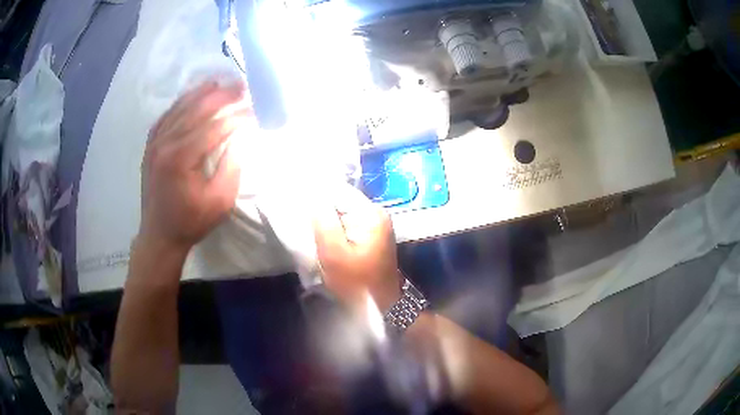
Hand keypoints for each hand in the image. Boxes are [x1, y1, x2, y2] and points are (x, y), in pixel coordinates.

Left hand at [139, 81, 249, 253]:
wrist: (159, 236)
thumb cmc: (191, 222)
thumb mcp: (220, 201)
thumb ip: (232, 165)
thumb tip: (242, 136)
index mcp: (181, 158)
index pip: (215, 127)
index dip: (238, 116)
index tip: (255, 109)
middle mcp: (165, 143)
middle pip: (196, 109)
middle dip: (222, 95)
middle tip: (242, 85)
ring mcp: (154, 142)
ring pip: (180, 107)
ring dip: (202, 93)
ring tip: (221, 82)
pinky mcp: (150, 145)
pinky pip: (166, 115)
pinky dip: (181, 103)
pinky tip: (192, 96)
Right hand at [313, 184, 401, 312]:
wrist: (380, 306)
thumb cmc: (356, 282)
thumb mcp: (334, 253)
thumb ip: (323, 221)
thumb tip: (313, 195)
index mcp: (371, 213)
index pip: (338, 190)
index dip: (316, 196)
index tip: (297, 205)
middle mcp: (376, 213)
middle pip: (341, 201)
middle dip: (321, 209)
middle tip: (302, 221)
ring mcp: (376, 225)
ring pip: (343, 213)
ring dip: (326, 220)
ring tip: (309, 230)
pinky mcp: (372, 236)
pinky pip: (348, 224)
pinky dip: (335, 229)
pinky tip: (324, 238)